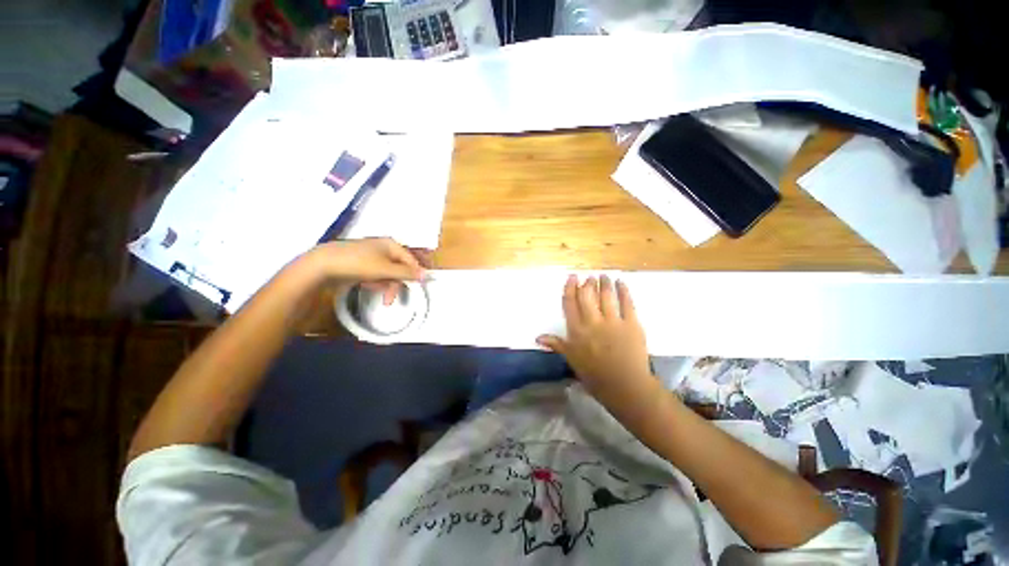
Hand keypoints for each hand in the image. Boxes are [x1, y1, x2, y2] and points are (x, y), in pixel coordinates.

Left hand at [307, 238, 430, 303]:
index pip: (411, 260)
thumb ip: (407, 273)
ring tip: (374, 290)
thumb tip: (426, 275)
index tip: (417, 288)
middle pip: (398, 267)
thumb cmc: (358, 263)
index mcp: (391, 245)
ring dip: (384, 284)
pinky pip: (375, 274)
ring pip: (387, 272)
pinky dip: (374, 281)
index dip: (415, 274)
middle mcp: (383, 248)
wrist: (322, 264)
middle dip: (395, 283)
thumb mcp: (386, 270)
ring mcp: (371, 255)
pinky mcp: (361, 263)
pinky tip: (366, 285)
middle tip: (390, 299)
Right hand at [537, 275, 657, 412]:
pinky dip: (623, 290)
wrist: (625, 386)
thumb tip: (538, 338)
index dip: (570, 288)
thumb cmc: (594, 375)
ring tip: (603, 275)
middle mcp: (592, 322)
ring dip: (604, 283)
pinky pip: (627, 303)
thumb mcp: (572, 360)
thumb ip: (556, 345)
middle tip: (589, 277)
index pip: (570, 303)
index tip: (572, 277)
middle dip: (587, 283)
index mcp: (576, 330)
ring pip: (606, 296)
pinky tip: (621, 282)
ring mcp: (613, 321)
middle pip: (587, 296)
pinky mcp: (632, 323)